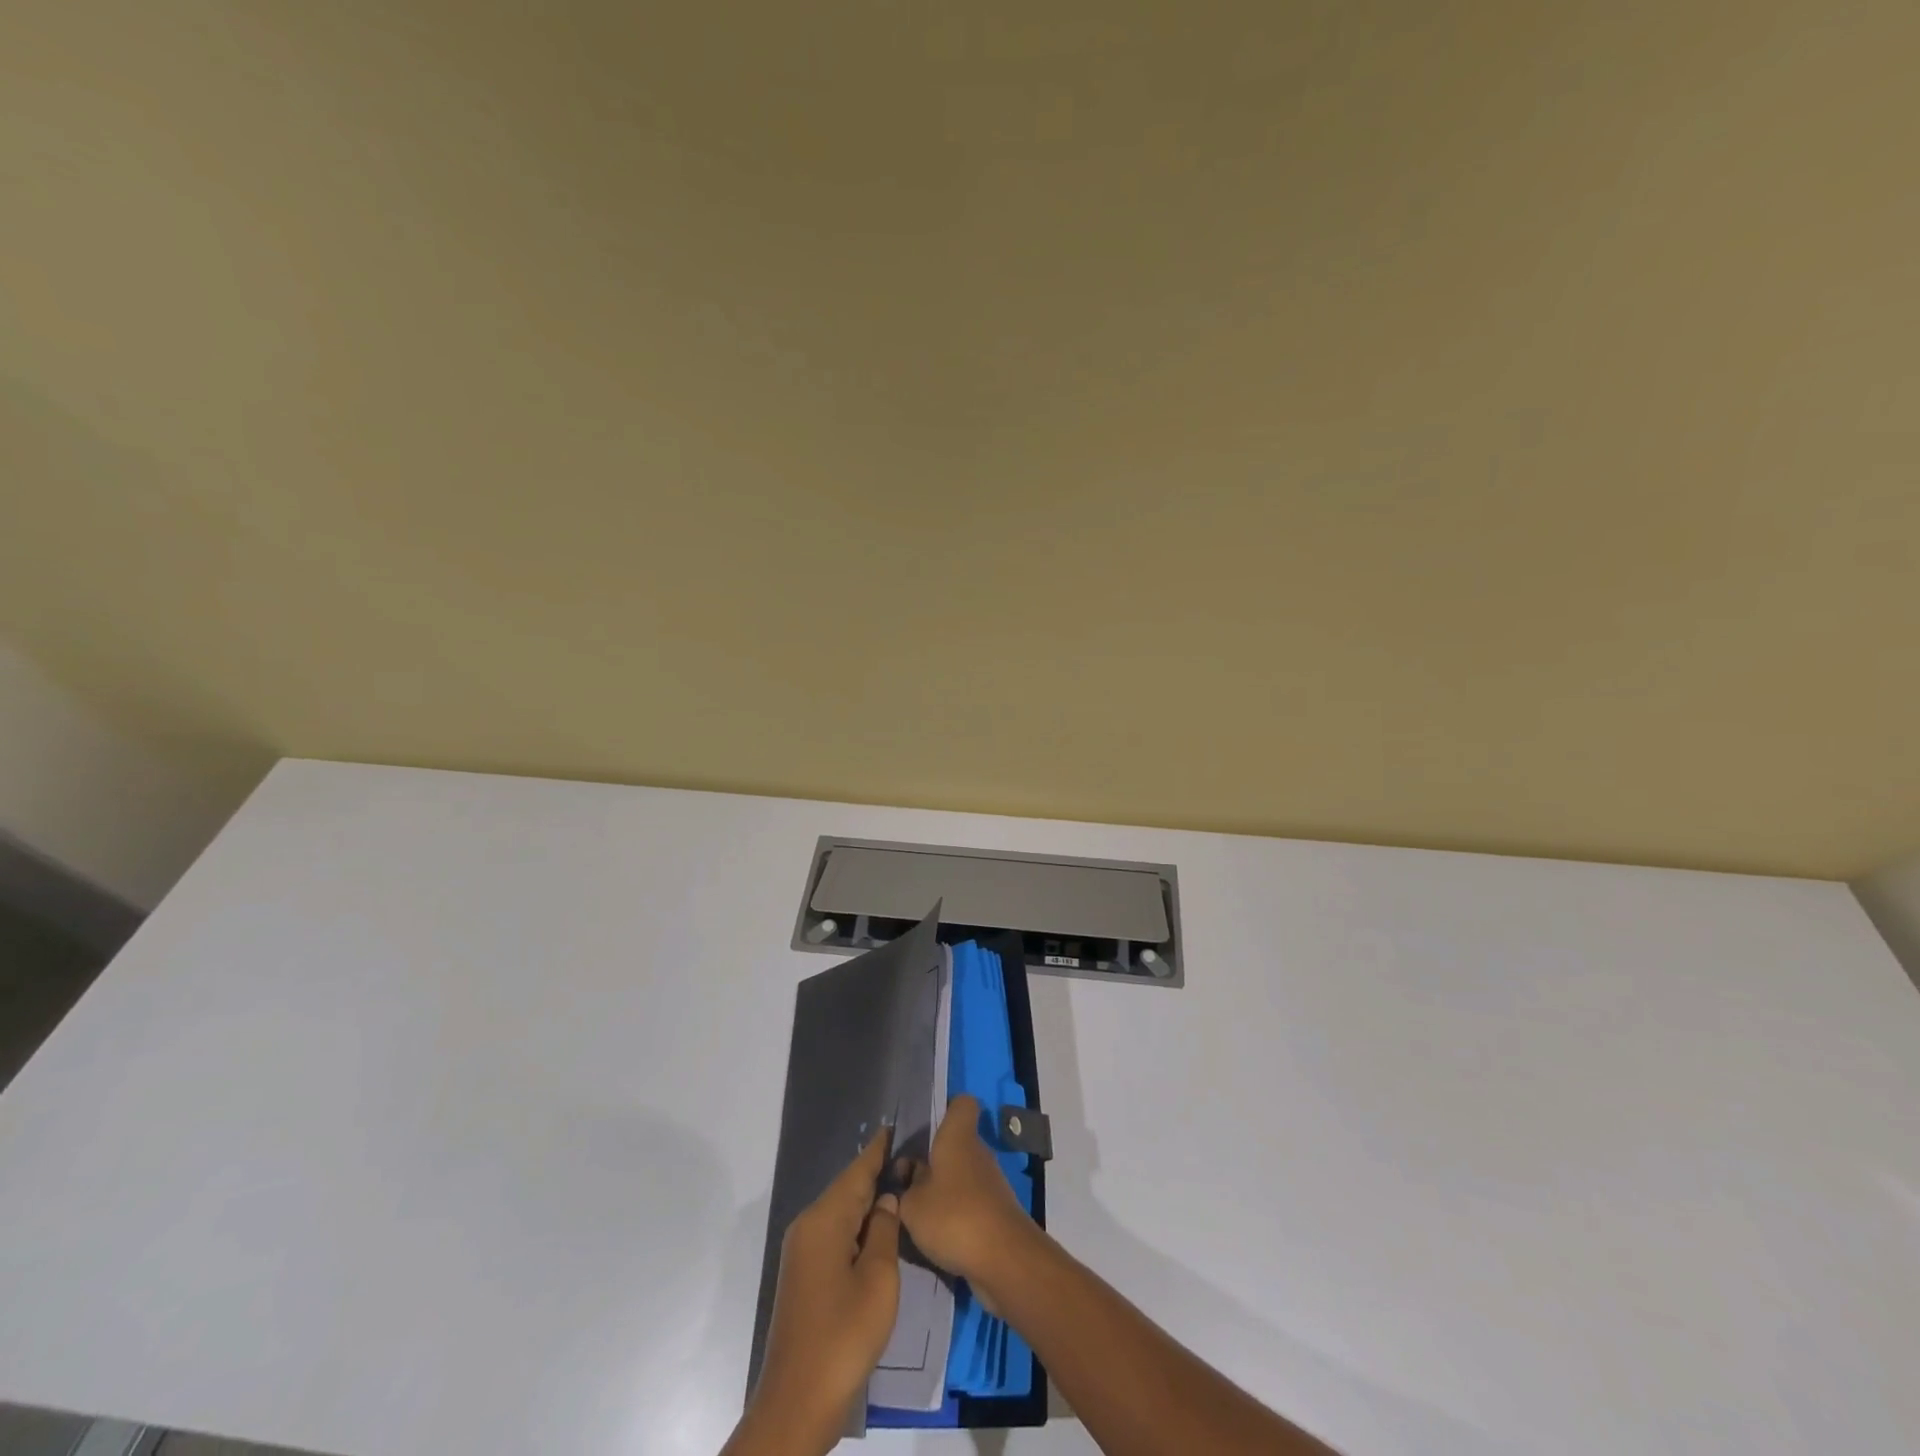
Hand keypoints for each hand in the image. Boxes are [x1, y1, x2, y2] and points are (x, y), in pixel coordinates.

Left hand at [733, 1130, 901, 1455]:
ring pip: (841, 1211)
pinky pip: (835, 1233)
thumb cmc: (843, 1336)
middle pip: (847, 1188)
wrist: (797, 1403)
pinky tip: (879, 1227)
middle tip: (912, 1157)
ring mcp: (803, 1251)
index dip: (879, 1148)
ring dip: (868, 1200)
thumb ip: (884, 1230)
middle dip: (877, 1172)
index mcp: (824, 1220)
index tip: (899, 1125)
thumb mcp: (878, 1280)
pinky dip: (857, 1224)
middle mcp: (808, 1226)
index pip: (857, 1170)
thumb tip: (887, 1199)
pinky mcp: (804, 1274)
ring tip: (902, 1184)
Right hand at [898, 1095, 1034, 1291]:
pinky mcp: (995, 1210)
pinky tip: (936, 1235)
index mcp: (958, 1136)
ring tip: (914, 1213)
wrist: (1004, 1259)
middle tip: (904, 1182)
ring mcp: (989, 1182)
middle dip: (931, 1160)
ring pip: (960, 1174)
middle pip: (954, 1144)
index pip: (961, 1103)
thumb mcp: (912, 1205)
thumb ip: (904, 1189)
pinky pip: (968, 1201)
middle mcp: (977, 1151)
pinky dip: (954, 1213)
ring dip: (940, 1190)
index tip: (924, 1129)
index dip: (945, 1109)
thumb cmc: (954, 1216)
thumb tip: (907, 1180)